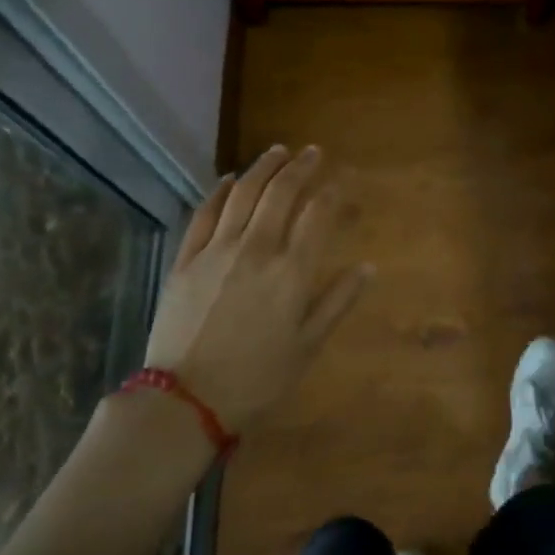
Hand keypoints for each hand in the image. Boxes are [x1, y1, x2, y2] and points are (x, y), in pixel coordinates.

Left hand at [144, 145, 370, 434]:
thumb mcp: (308, 347)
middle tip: (313, 152)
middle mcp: (257, 250)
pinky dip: (219, 191)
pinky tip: (229, 179)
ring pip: (243, 194)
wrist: (185, 402)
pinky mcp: (186, 260)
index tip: (344, 175)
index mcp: (292, 272)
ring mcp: (217, 251)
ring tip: (278, 151)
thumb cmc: (256, 379)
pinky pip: (204, 214)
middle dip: (301, 167)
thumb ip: (338, 301)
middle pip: (281, 193)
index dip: (334, 189)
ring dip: (263, 168)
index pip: (318, 214)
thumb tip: (369, 266)